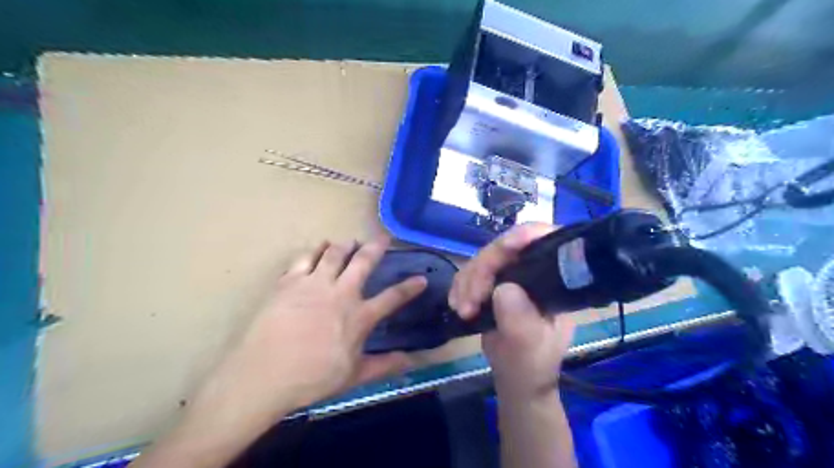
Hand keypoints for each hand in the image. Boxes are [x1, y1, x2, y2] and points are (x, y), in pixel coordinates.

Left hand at [190, 239, 423, 425]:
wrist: (264, 375)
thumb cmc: (312, 378)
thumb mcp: (353, 376)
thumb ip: (384, 365)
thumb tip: (411, 361)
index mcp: (358, 316)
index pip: (392, 298)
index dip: (410, 288)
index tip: (421, 279)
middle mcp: (340, 293)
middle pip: (363, 262)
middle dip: (376, 247)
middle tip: (383, 237)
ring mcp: (314, 284)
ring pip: (335, 253)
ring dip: (346, 244)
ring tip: (351, 241)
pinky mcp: (290, 282)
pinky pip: (305, 257)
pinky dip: (315, 249)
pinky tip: (319, 246)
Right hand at [447, 225, 576, 399]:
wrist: (517, 378)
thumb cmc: (532, 364)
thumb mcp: (529, 348)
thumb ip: (520, 321)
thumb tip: (503, 289)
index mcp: (554, 281)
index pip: (545, 241)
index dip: (525, 236)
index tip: (505, 249)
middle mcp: (533, 271)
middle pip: (505, 248)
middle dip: (483, 270)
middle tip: (470, 302)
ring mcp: (511, 275)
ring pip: (483, 259)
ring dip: (467, 282)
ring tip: (464, 310)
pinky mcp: (492, 282)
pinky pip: (470, 272)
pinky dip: (460, 287)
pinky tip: (458, 306)